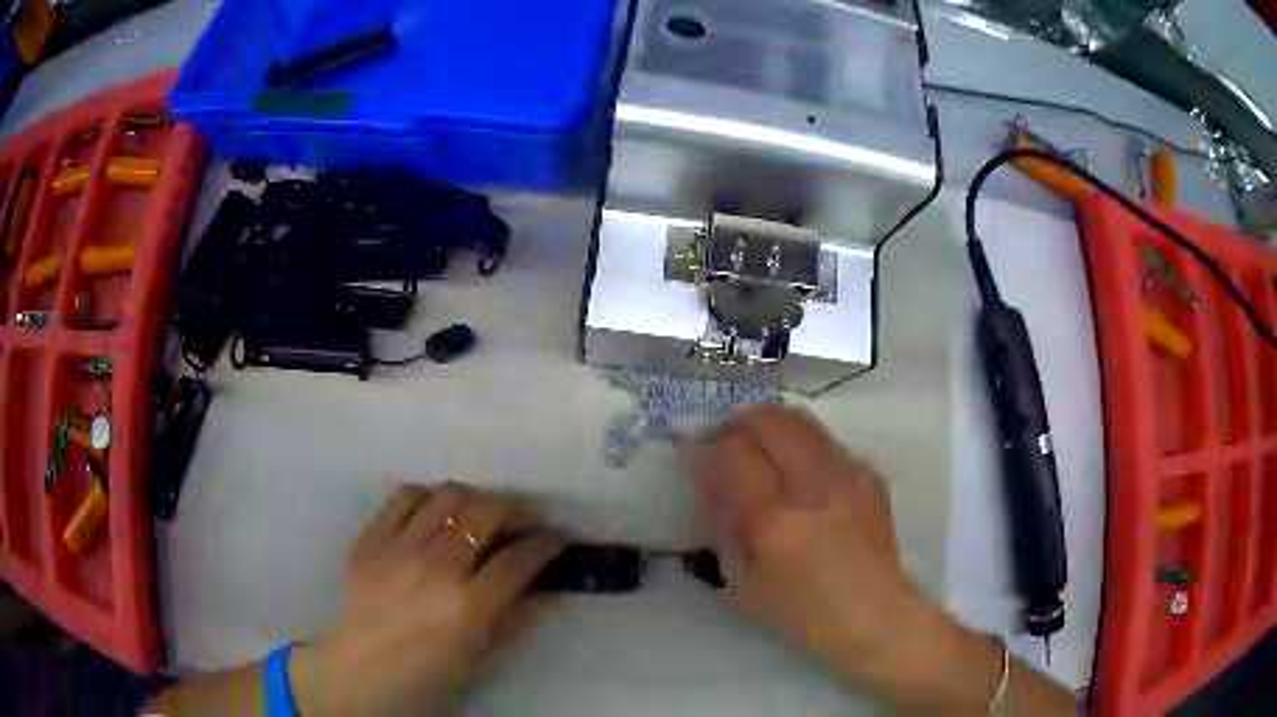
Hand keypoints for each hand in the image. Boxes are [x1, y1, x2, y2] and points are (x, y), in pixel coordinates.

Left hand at [288, 483, 564, 715]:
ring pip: (447, 496)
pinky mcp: (369, 540)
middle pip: (484, 513)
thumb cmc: (426, 679)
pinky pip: (403, 497)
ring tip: (480, 514)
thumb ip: (516, 623)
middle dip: (515, 509)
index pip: (519, 560)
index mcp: (467, 608)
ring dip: (474, 499)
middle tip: (523, 520)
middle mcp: (434, 569)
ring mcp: (397, 549)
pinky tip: (435, 512)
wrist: (358, 675)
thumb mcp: (481, 662)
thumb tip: (549, 590)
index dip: (546, 544)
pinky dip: (427, 497)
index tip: (557, 539)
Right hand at [688, 406, 952, 692]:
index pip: (735, 452)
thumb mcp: (742, 581)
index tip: (698, 451)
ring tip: (760, 450)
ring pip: (800, 419)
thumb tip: (705, 468)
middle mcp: (816, 486)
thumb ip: (721, 521)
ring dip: (771, 426)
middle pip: (771, 419)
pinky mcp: (870, 474)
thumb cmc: (801, 611)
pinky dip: (801, 443)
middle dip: (739, 422)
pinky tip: (799, 473)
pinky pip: (826, 440)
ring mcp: (849, 474)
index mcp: (776, 522)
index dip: (711, 445)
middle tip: (726, 441)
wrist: (875, 615)